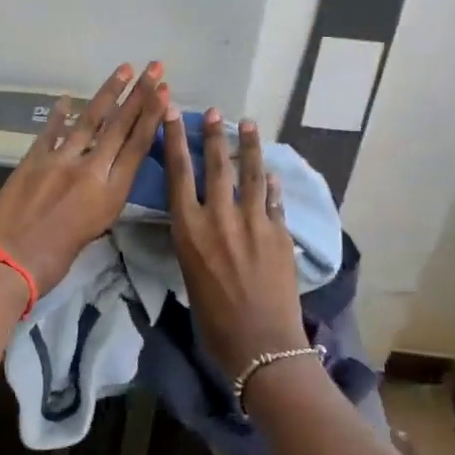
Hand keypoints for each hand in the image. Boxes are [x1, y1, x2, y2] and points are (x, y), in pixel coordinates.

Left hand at [0, 63, 166, 296]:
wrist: (9, 262)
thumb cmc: (55, 260)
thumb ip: (102, 200)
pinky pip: (51, 131)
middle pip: (119, 126)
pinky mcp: (33, 159)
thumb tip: (103, 177)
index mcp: (110, 193)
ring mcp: (59, 160)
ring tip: (123, 69)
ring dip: (108, 92)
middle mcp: (90, 169)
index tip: (164, 92)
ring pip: (89, 119)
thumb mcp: (93, 231)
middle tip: (154, 67)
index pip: (137, 146)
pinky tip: (67, 98)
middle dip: (139, 94)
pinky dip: (60, 114)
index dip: (152, 116)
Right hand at [162, 107, 306, 378]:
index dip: (175, 140)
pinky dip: (272, 184)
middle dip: (214, 135)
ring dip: (249, 147)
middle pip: (217, 165)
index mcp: (190, 230)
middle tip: (216, 112)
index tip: (174, 113)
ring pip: (252, 174)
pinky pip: (275, 200)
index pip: (179, 174)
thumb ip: (195, 242)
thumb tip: (202, 224)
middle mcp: (220, 218)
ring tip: (249, 124)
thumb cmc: (213, 320)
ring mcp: (255, 222)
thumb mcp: (189, 274)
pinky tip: (272, 173)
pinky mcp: (280, 233)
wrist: (260, 342)